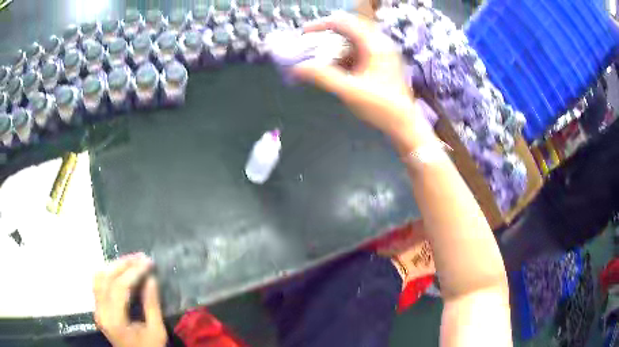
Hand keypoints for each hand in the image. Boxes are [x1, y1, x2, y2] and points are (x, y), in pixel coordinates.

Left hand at [93, 254, 166, 346]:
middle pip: (106, 278)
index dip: (134, 272)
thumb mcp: (156, 331)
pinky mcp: (98, 308)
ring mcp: (97, 309)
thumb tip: (151, 278)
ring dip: (114, 266)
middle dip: (123, 264)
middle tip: (141, 257)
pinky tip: (120, 272)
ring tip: (131, 262)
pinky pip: (98, 284)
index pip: (120, 287)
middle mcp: (101, 312)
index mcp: (115, 321)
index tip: (148, 263)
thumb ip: (152, 305)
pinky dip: (109, 273)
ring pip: (98, 277)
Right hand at [292, 14, 426, 143]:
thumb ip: (323, 77)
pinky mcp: (381, 62)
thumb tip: (297, 68)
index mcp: (375, 45)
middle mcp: (380, 43)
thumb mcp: (350, 91)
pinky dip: (344, 55)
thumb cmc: (381, 107)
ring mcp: (382, 52)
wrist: (404, 125)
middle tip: (310, 43)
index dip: (322, 24)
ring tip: (320, 57)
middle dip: (328, 34)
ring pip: (354, 40)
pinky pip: (359, 51)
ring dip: (336, 45)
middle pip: (349, 28)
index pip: (345, 22)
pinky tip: (336, 67)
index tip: (304, 33)